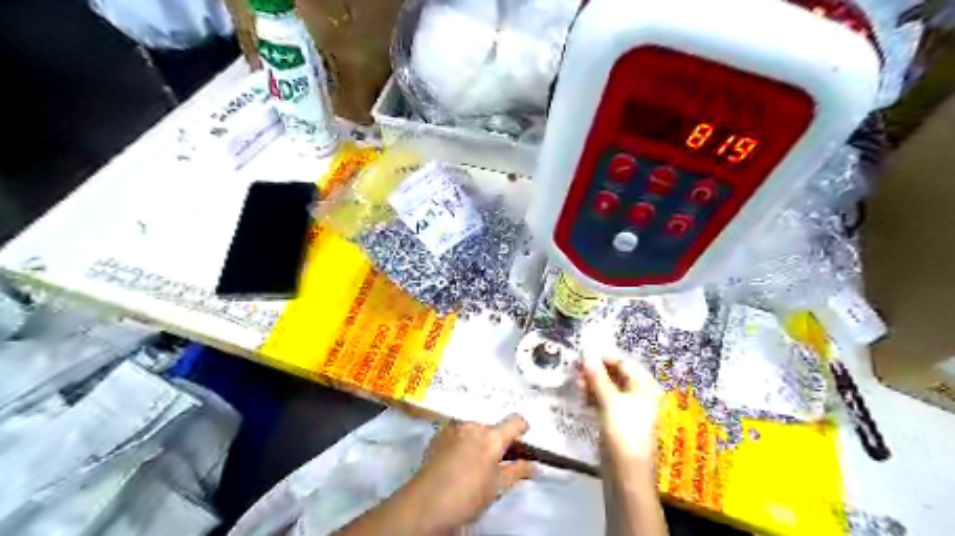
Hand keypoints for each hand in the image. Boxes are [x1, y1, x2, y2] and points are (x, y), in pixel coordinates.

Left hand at [401, 414, 536, 531]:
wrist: (426, 504)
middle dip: (496, 440)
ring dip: (478, 439)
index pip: (514, 422)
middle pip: (492, 427)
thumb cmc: (467, 497)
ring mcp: (454, 428)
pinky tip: (457, 458)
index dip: (522, 427)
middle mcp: (473, 426)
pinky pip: (457, 432)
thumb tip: (534, 466)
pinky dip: (461, 441)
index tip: (523, 436)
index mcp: (492, 438)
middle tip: (495, 459)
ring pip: (473, 428)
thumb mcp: (496, 488)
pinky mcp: (439, 434)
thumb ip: (516, 472)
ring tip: (474, 460)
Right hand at [581, 359, 666, 469]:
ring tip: (577, 385)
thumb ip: (597, 377)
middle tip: (577, 371)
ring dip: (593, 385)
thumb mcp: (609, 400)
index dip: (604, 359)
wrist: (626, 471)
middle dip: (596, 372)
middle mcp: (639, 394)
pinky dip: (595, 398)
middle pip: (617, 375)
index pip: (624, 363)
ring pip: (609, 389)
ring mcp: (629, 408)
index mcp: (644, 386)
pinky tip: (583, 399)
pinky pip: (606, 402)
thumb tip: (586, 356)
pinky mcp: (619, 421)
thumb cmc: (623, 430)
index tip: (583, 356)